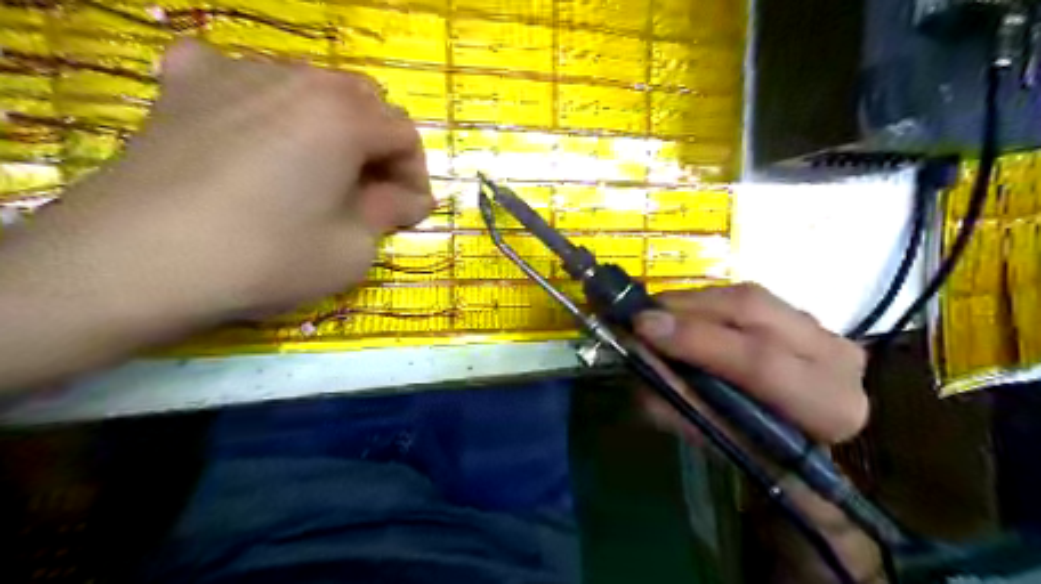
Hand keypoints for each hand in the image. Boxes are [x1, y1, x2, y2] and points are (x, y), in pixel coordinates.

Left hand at [1, 38, 430, 390]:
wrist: (138, 262)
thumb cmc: (267, 257)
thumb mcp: (352, 250)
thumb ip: (389, 214)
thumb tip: (409, 199)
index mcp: (344, 117)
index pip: (403, 133)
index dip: (415, 174)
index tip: (411, 211)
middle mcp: (297, 80)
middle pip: (362, 100)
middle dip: (378, 145)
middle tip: (371, 190)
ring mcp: (235, 74)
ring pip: (308, 85)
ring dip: (330, 124)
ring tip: (318, 167)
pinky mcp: (185, 87)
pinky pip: (238, 75)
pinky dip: (261, 99)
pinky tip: (254, 129)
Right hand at [636, 282, 876, 583]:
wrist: (804, 444)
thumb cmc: (761, 455)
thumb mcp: (718, 442)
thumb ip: (678, 404)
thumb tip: (638, 359)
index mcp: (828, 405)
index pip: (760, 362)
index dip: (697, 340)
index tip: (644, 328)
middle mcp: (836, 355)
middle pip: (754, 311)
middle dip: (688, 310)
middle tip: (641, 315)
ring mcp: (823, 327)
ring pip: (747, 296)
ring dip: (692, 302)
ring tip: (656, 315)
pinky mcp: (802, 314)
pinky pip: (745, 296)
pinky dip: (705, 302)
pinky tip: (681, 314)